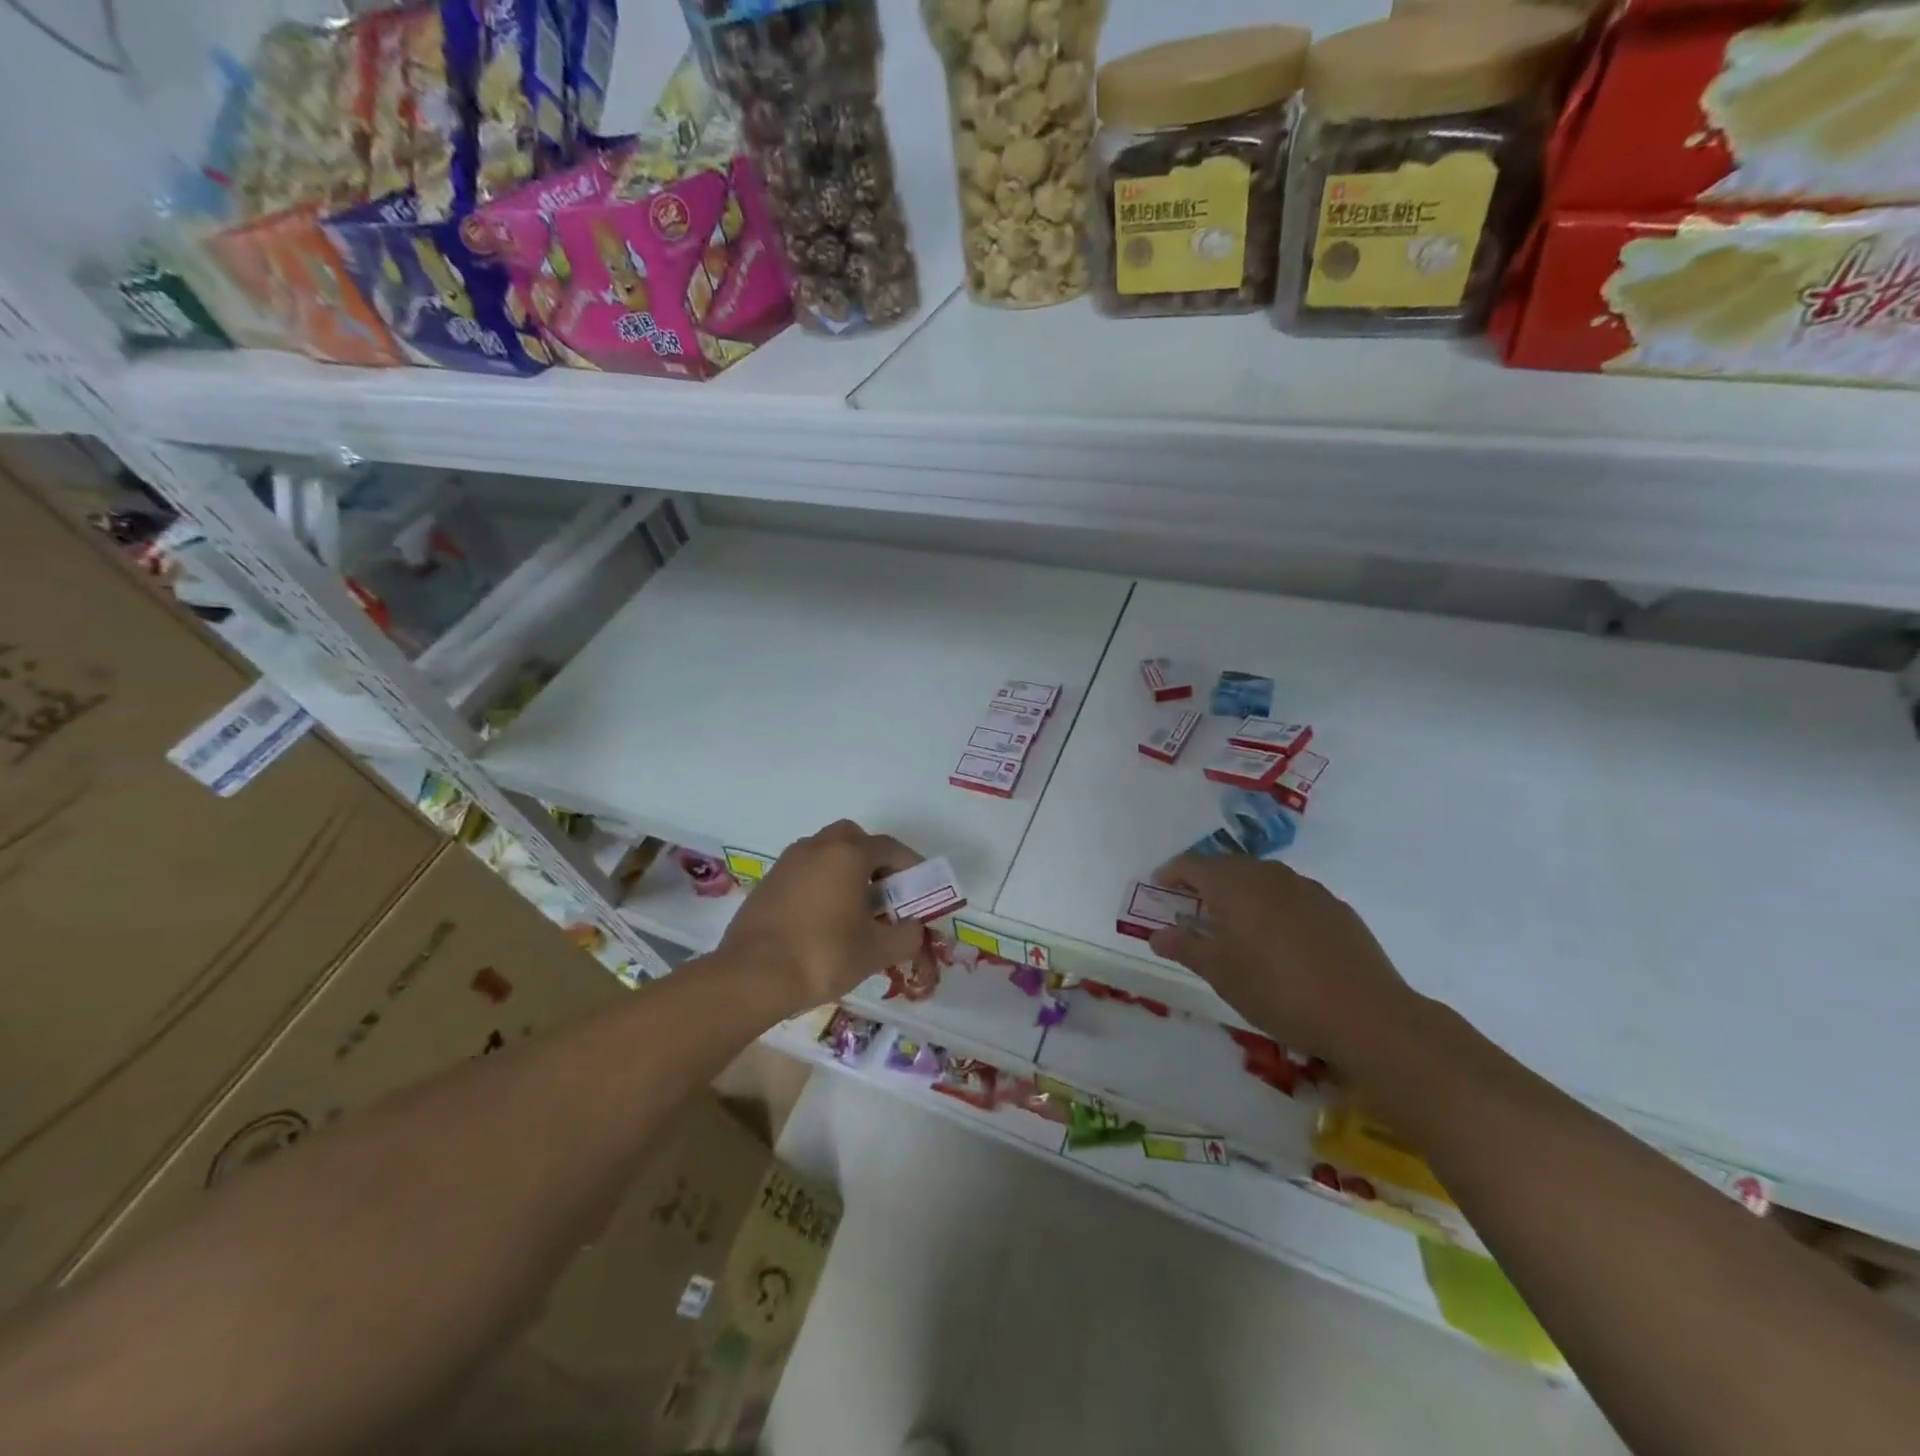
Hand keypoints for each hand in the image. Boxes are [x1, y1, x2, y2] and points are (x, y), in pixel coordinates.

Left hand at [716, 820, 926, 1011]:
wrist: (752, 976)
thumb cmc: (823, 955)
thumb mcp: (876, 951)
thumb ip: (906, 936)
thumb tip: (914, 928)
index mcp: (848, 854)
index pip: (889, 847)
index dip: (910, 865)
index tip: (920, 888)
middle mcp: (817, 847)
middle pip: (853, 838)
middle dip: (873, 859)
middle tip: (884, 891)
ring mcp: (787, 862)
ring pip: (825, 852)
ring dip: (844, 870)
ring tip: (854, 907)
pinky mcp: (767, 883)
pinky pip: (803, 871)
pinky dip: (820, 883)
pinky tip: (822, 918)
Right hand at [1149, 855, 1419, 1065]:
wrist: (1365, 1015)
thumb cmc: (1278, 992)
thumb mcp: (1221, 975)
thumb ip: (1186, 947)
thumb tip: (1157, 933)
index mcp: (1234, 886)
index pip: (1192, 865)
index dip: (1172, 873)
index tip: (1160, 886)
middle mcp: (1268, 875)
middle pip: (1227, 866)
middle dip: (1206, 881)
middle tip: (1193, 906)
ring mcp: (1306, 888)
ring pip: (1262, 878)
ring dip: (1241, 891)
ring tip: (1235, 922)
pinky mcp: (1334, 906)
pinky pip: (1291, 894)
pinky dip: (1273, 905)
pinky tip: (1279, 937)